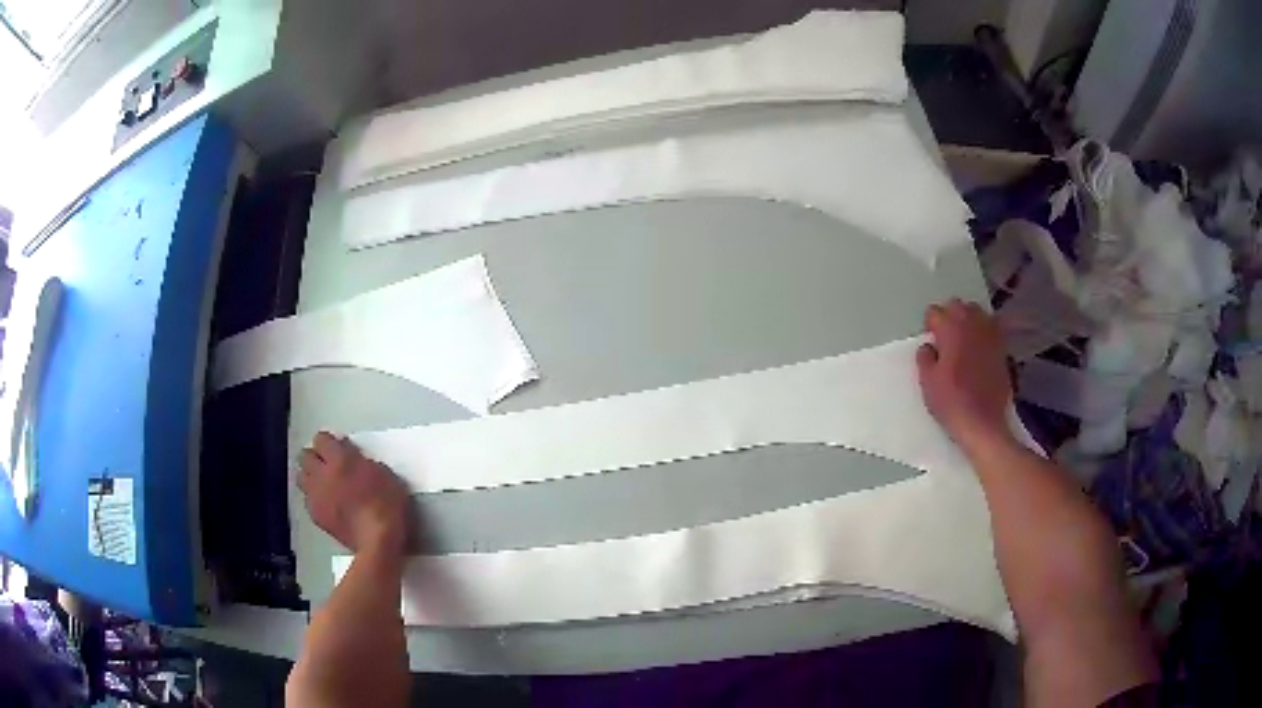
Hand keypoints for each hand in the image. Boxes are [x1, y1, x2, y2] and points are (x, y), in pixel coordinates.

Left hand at [297, 432, 410, 554]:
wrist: (378, 541)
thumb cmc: (387, 505)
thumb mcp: (384, 474)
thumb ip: (362, 461)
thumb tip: (352, 458)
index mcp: (340, 459)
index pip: (321, 439)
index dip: (329, 442)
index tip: (338, 447)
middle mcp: (322, 474)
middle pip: (305, 456)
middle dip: (315, 457)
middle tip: (328, 464)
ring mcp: (316, 495)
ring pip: (301, 476)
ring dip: (310, 476)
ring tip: (323, 483)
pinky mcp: (315, 515)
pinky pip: (307, 499)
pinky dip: (314, 497)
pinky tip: (327, 504)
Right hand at [916, 299, 1012, 451]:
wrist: (983, 423)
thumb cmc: (951, 402)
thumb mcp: (928, 383)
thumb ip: (925, 358)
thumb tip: (929, 347)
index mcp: (951, 329)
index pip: (935, 312)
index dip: (930, 325)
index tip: (930, 341)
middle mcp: (972, 325)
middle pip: (958, 306)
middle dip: (949, 316)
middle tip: (944, 338)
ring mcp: (990, 335)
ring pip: (977, 313)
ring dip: (968, 321)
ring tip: (963, 340)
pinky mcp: (1002, 348)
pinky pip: (991, 328)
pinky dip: (984, 331)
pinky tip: (979, 347)